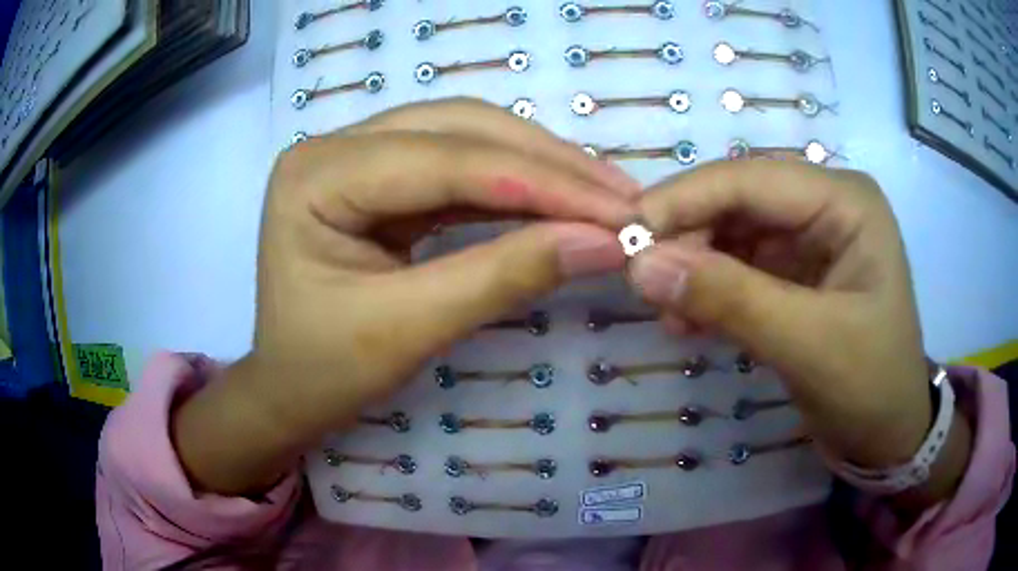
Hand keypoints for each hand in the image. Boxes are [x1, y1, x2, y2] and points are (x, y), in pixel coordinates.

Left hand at [173, 99, 638, 493]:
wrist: (288, 390)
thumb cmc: (324, 371)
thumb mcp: (408, 330)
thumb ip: (504, 277)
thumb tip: (604, 245)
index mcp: (315, 175)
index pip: (444, 160)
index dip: (539, 182)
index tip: (618, 210)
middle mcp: (333, 146)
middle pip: (459, 129)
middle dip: (547, 163)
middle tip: (621, 196)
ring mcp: (357, 156)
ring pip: (466, 136)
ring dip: (540, 164)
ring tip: (604, 193)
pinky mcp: (381, 177)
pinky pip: (459, 165)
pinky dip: (515, 182)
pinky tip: (560, 196)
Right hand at [627, 160, 969, 503]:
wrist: (887, 433)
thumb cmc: (869, 387)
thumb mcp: (808, 345)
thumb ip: (730, 300)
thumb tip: (641, 265)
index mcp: (846, 201)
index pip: (753, 178)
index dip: (687, 199)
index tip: (627, 232)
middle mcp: (826, 205)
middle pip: (740, 199)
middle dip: (689, 234)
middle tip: (642, 279)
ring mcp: (810, 236)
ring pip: (733, 231)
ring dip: (694, 264)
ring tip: (665, 308)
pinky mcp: (795, 270)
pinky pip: (739, 264)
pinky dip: (709, 288)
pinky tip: (686, 320)